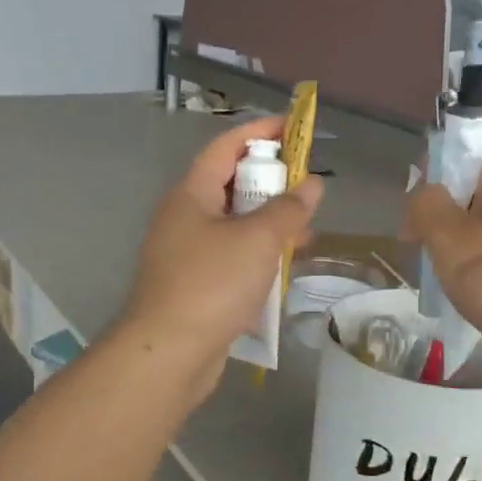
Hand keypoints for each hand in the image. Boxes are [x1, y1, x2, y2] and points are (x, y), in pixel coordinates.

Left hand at [113, 117, 323, 400]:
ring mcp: (187, 255)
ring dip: (269, 224)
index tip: (296, 128)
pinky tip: (284, 269)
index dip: (259, 132)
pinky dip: (258, 257)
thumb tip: (312, 184)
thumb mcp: (258, 240)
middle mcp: (184, 219)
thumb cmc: (211, 284)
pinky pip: (232, 259)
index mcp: (190, 195)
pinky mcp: (195, 287)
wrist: (169, 353)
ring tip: (307, 229)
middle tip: (308, 185)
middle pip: (230, 186)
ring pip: (234, 226)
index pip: (225, 147)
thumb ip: (288, 209)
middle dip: (270, 182)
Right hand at [404, 119, 481, 362]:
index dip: (460, 135)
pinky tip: (457, 273)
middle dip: (446, 189)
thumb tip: (421, 191)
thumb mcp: (451, 240)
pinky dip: (473, 246)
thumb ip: (427, 206)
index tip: (432, 167)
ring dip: (455, 222)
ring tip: (430, 250)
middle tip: (418, 220)